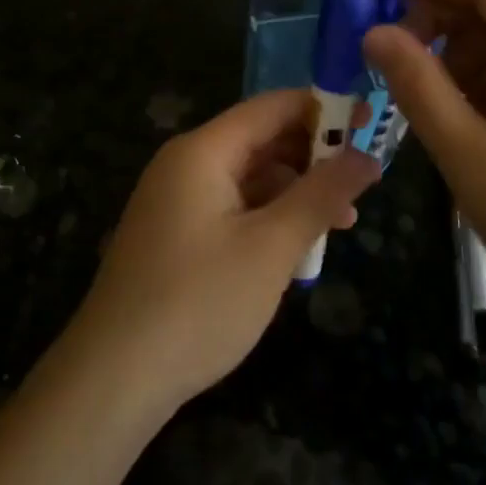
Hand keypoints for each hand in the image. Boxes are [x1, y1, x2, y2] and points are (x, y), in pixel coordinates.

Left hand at [66, 91, 379, 412]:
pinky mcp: (177, 237)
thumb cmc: (199, 302)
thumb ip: (321, 195)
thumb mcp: (272, 247)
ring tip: (344, 222)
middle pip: (261, 140)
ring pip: (250, 178)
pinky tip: (299, 248)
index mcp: (203, 151)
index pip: (272, 107)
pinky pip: (233, 209)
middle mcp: (186, 164)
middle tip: (366, 181)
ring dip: (296, 193)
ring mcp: (177, 202)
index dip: (324, 110)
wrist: (114, 377)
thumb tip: (368, 157)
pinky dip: (269, 219)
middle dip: (314, 156)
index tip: (370, 127)